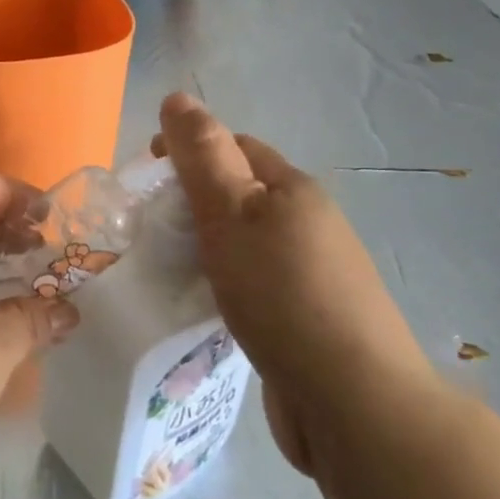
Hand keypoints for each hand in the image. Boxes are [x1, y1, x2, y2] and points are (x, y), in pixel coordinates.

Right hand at [154, 92, 431, 477]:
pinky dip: (225, 284)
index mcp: (293, 189)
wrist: (352, 401)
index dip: (189, 149)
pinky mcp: (308, 320)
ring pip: (246, 242)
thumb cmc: (282, 294)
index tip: (147, 174)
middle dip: (194, 200)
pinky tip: (205, 307)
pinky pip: (255, 284)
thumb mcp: (231, 213)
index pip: (234, 146)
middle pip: (241, 194)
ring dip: (208, 245)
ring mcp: (313, 274)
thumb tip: (177, 97)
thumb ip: (202, 156)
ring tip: (168, 267)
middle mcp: (309, 223)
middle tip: (150, 226)